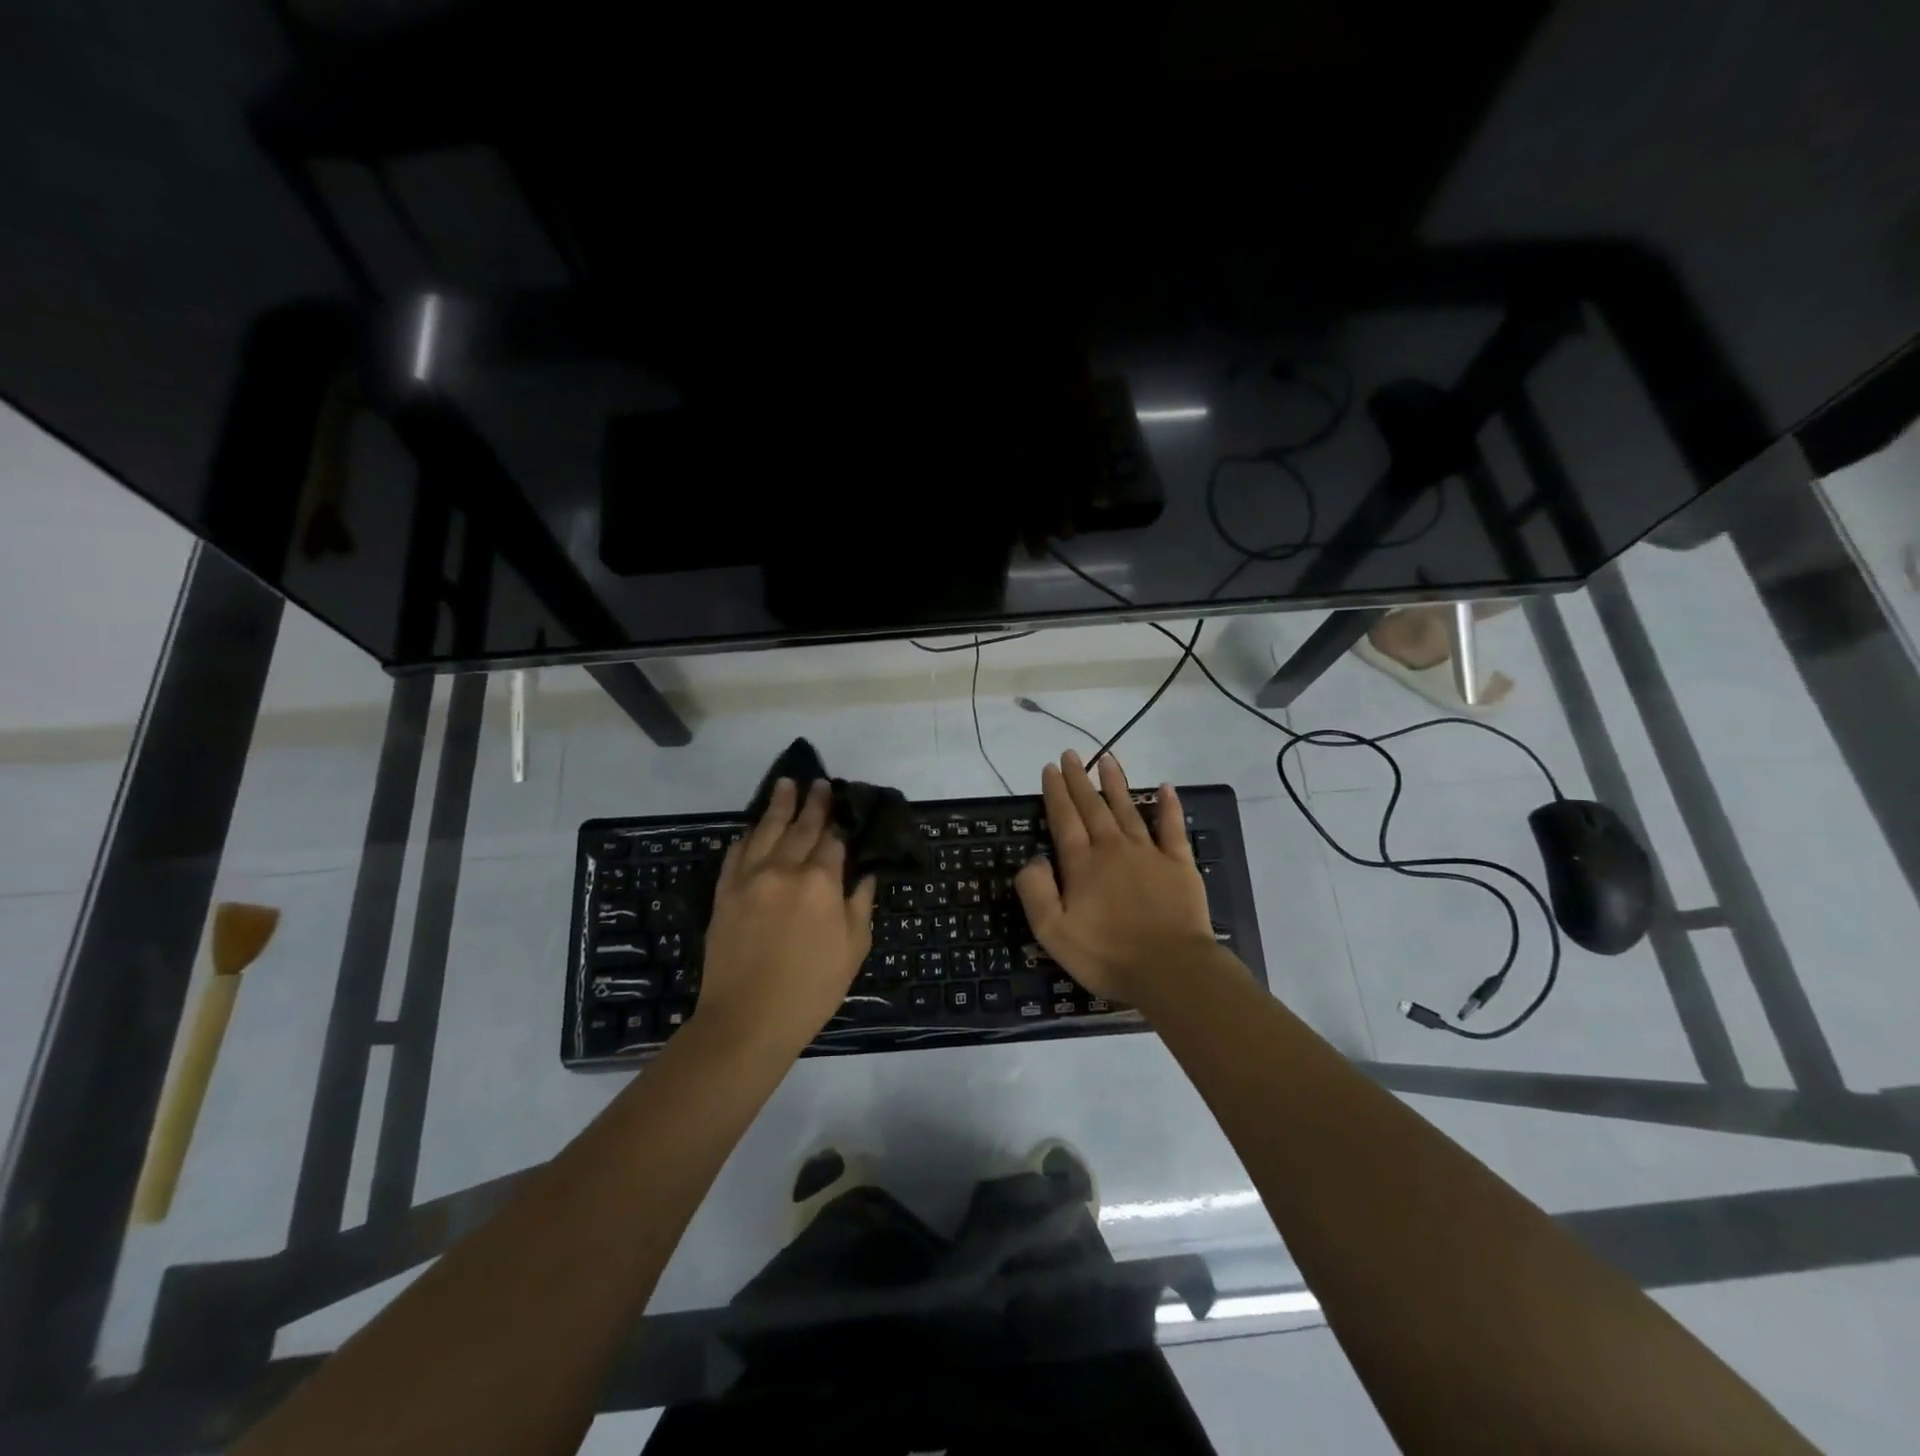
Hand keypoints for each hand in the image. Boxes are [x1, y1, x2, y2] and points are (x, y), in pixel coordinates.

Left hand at [698, 779, 877, 1055]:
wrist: (748, 1020)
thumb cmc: (812, 988)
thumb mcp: (853, 949)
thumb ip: (860, 904)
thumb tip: (865, 874)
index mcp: (821, 883)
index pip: (833, 842)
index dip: (841, 824)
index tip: (845, 808)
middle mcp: (784, 869)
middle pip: (801, 827)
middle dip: (813, 803)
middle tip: (819, 782)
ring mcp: (750, 878)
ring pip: (765, 830)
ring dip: (778, 805)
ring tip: (786, 784)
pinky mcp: (725, 892)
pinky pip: (736, 853)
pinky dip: (747, 835)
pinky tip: (752, 827)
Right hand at [1015, 751, 1216, 1003]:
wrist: (1170, 970)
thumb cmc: (1106, 955)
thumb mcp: (1053, 932)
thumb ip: (1036, 892)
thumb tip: (1034, 858)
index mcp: (1082, 864)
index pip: (1064, 818)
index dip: (1055, 792)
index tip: (1049, 768)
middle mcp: (1112, 848)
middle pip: (1092, 806)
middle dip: (1079, 779)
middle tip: (1071, 755)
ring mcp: (1148, 852)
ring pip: (1127, 808)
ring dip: (1115, 783)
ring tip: (1106, 758)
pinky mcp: (1179, 864)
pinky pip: (1172, 827)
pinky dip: (1169, 806)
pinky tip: (1166, 787)